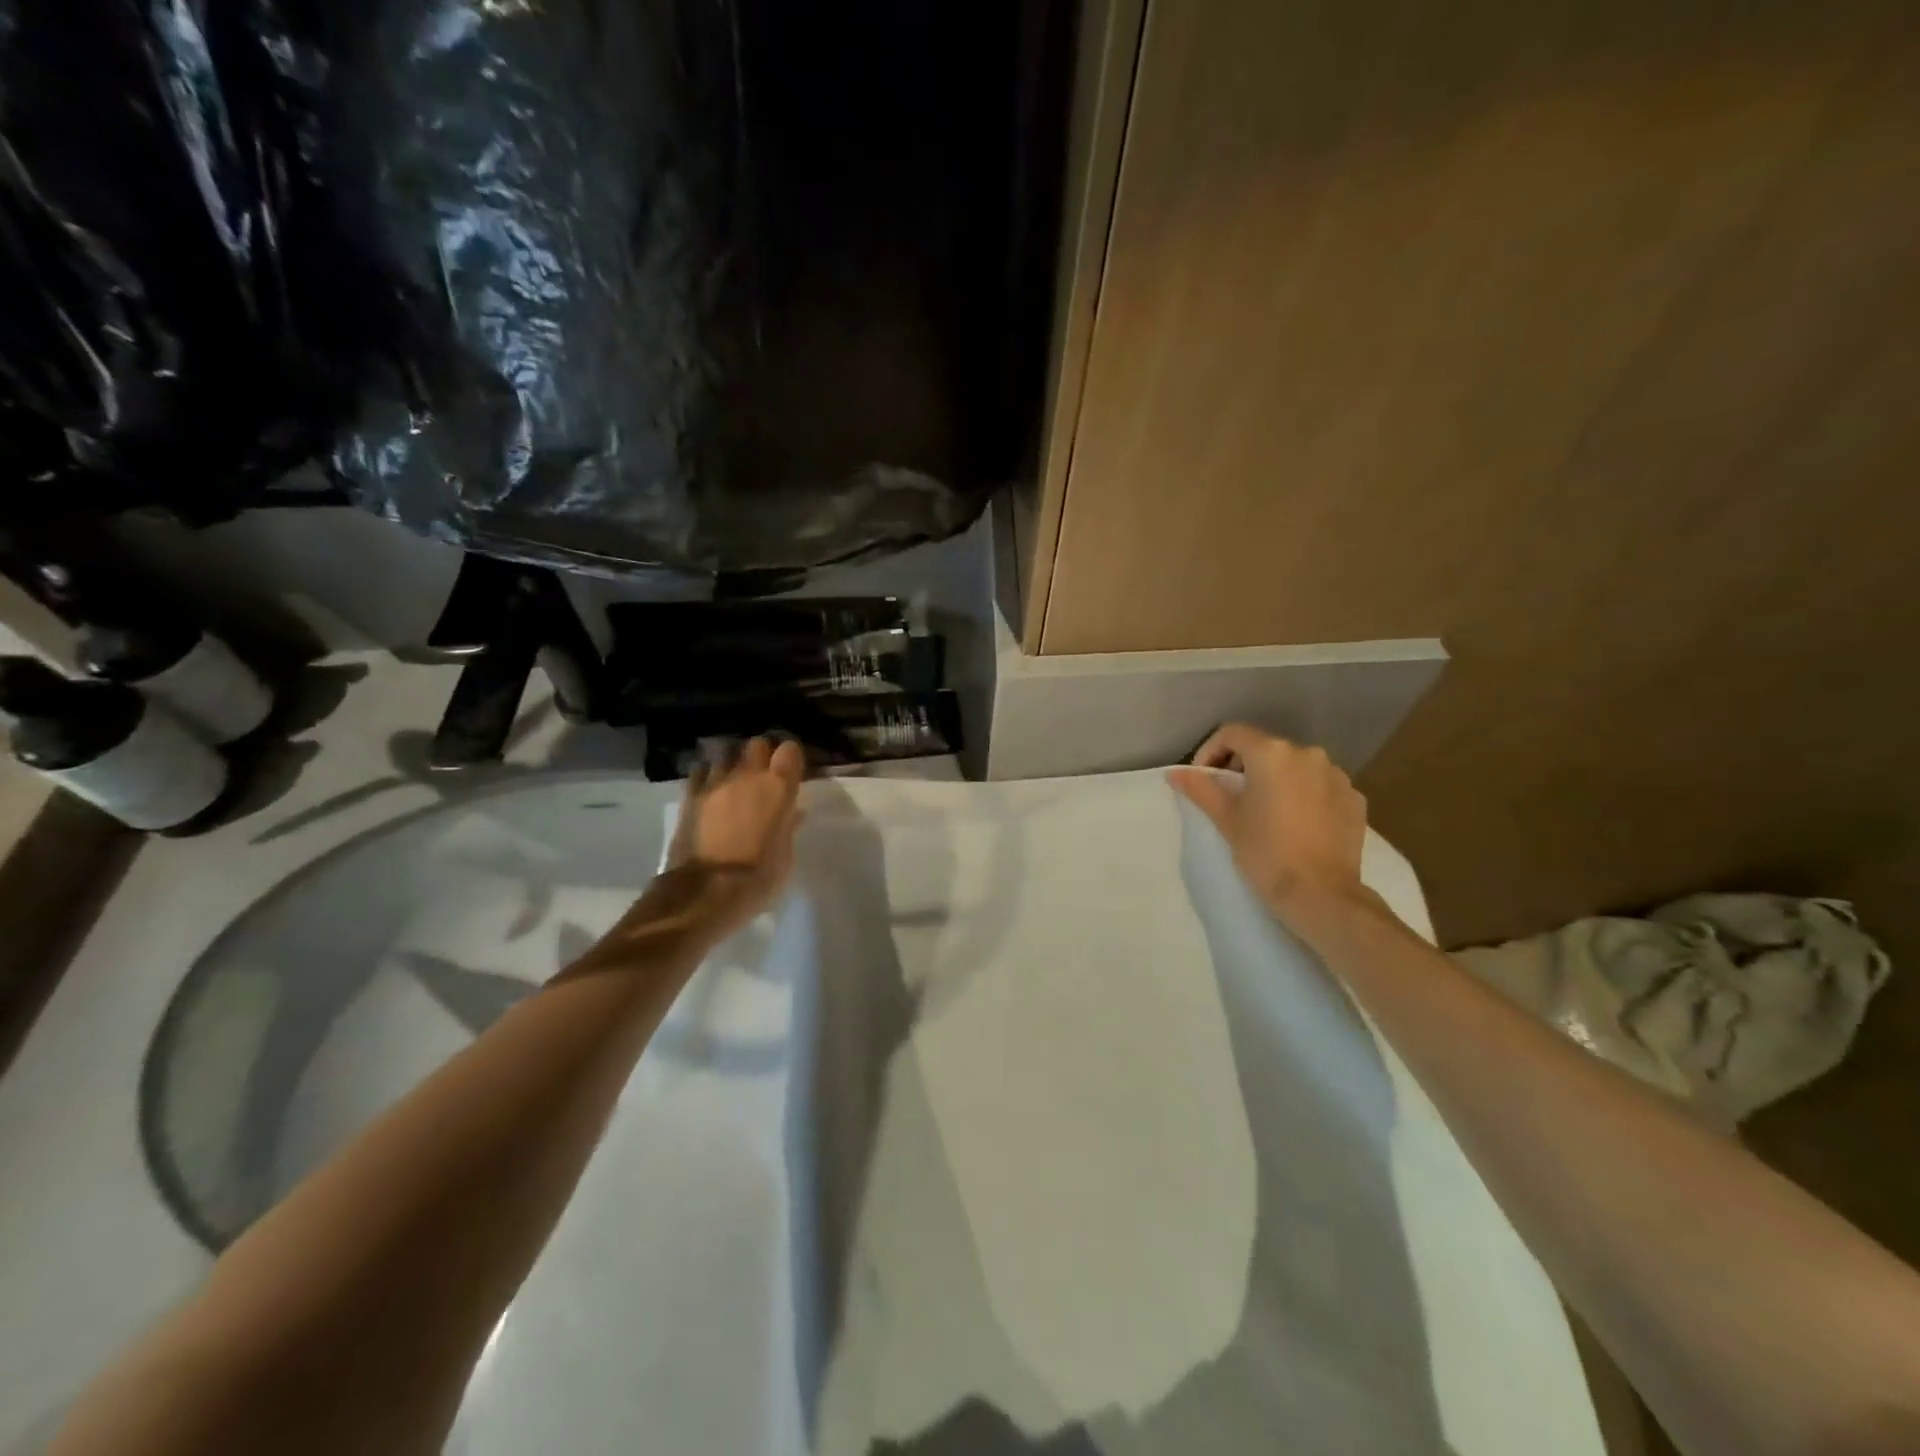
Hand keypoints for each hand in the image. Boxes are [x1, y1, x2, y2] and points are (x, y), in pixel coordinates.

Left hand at [663, 737, 805, 937]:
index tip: (791, 771)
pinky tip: (709, 789)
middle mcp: (748, 776)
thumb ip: (788, 827)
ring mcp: (716, 782)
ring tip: (732, 780)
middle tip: (761, 775)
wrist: (705, 892)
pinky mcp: (690, 794)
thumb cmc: (757, 878)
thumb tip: (793, 813)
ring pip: (725, 753)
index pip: (790, 750)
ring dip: (732, 764)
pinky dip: (706, 775)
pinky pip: (700, 771)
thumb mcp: (784, 855)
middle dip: (760, 755)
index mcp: (778, 788)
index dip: (790, 758)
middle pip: (757, 744)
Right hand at [1168, 725, 1374, 924]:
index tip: (1203, 779)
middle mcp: (1307, 754)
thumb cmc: (1266, 852)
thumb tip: (1175, 773)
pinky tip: (1295, 823)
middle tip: (1230, 798)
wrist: (1322, 895)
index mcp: (1272, 754)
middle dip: (1243, 767)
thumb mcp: (1226, 819)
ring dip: (1275, 780)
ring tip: (1265, 811)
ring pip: (1294, 767)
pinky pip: (1319, 785)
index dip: (1210, 752)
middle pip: (1264, 748)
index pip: (1232, 734)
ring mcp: (1336, 775)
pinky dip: (1303, 794)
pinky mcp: (1354, 798)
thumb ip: (1201, 788)